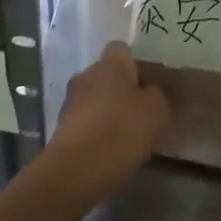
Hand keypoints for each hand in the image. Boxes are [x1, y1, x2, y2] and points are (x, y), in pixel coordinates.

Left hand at [48, 40, 170, 201]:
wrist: (74, 172)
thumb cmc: (120, 131)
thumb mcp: (156, 111)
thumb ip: (159, 95)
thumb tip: (152, 92)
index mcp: (110, 63)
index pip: (123, 49)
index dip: (138, 64)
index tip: (152, 84)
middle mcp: (87, 74)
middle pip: (109, 74)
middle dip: (124, 89)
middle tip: (144, 112)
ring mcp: (71, 101)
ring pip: (97, 98)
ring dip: (110, 111)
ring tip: (129, 135)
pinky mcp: (61, 128)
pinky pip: (86, 121)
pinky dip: (98, 130)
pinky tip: (111, 150)